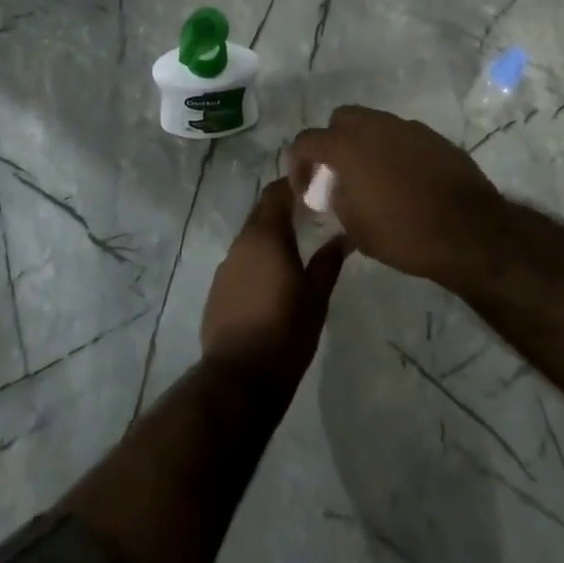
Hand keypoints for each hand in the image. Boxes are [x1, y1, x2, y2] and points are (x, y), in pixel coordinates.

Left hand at [200, 178, 350, 390]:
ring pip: (251, 237)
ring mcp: (226, 266)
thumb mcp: (316, 297)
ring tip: (297, 246)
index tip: (316, 185)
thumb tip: (345, 236)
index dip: (294, 184)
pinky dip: (258, 258)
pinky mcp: (218, 288)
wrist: (238, 378)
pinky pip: (241, 260)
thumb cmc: (285, 332)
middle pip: (262, 212)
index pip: (276, 193)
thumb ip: (329, 262)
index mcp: (266, 237)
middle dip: (284, 208)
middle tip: (312, 213)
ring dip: (271, 234)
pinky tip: (274, 276)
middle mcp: (241, 243)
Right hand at [289, 106, 504, 285]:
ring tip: (371, 177)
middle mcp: (374, 126)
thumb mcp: (355, 227)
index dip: (298, 163)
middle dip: (333, 142)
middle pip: (341, 119)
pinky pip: (401, 135)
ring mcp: (407, 128)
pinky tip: (402, 179)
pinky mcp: (433, 136)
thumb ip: (336, 199)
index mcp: (347, 146)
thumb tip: (332, 189)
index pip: (306, 141)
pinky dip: (392, 150)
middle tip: (338, 173)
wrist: (470, 232)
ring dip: (364, 144)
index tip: (305, 188)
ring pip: (373, 123)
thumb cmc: (404, 234)